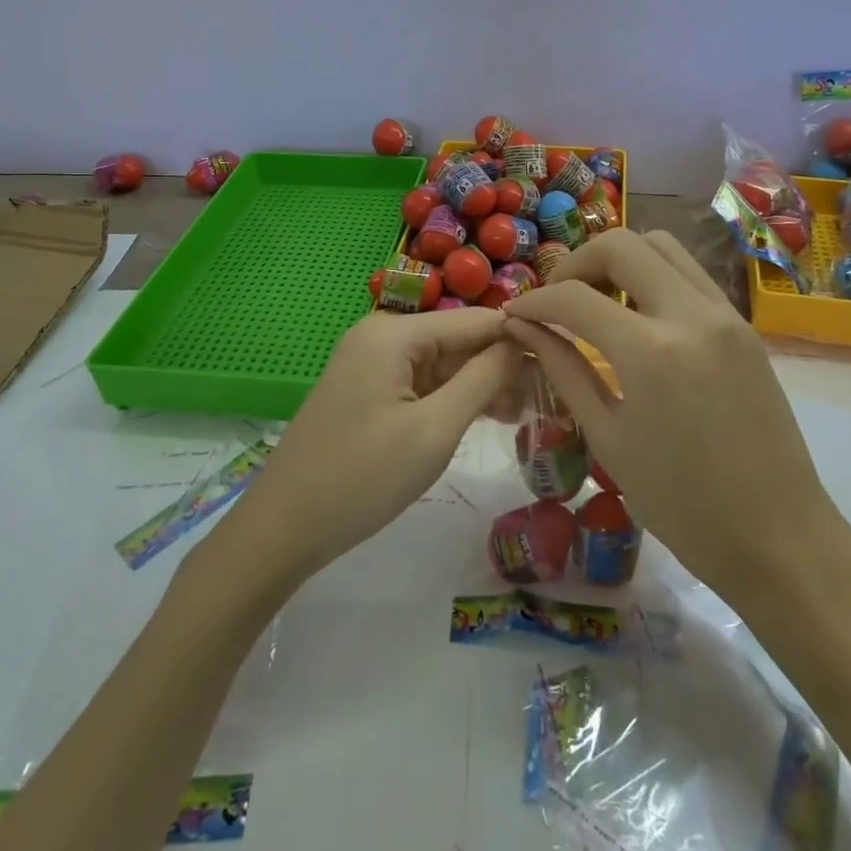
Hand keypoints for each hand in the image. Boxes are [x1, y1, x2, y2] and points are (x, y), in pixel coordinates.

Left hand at [224, 307, 521, 580]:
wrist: (283, 529)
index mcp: (394, 333)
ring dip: (482, 385)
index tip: (566, 357)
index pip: (474, 321)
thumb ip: (483, 380)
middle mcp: (382, 336)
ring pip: (443, 365)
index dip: (520, 335)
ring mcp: (372, 365)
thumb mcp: (433, 430)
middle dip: (502, 366)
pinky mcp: (369, 392)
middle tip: (550, 397)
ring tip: (528, 413)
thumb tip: (521, 343)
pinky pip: (422, 385)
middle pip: (458, 341)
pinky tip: (490, 417)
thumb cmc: (362, 478)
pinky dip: (454, 399)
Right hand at [502, 229, 848, 598]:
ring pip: (661, 246)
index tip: (515, 315)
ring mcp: (724, 314)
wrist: (780, 537)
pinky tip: (637, 316)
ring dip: (620, 260)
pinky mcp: (743, 325)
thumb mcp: (608, 438)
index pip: (575, 297)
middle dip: (576, 263)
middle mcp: (690, 315)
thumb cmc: (683, 505)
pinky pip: (689, 273)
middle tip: (557, 300)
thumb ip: (564, 370)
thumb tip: (524, 329)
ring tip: (597, 301)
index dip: (535, 301)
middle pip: (621, 245)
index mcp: (650, 352)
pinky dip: (653, 276)